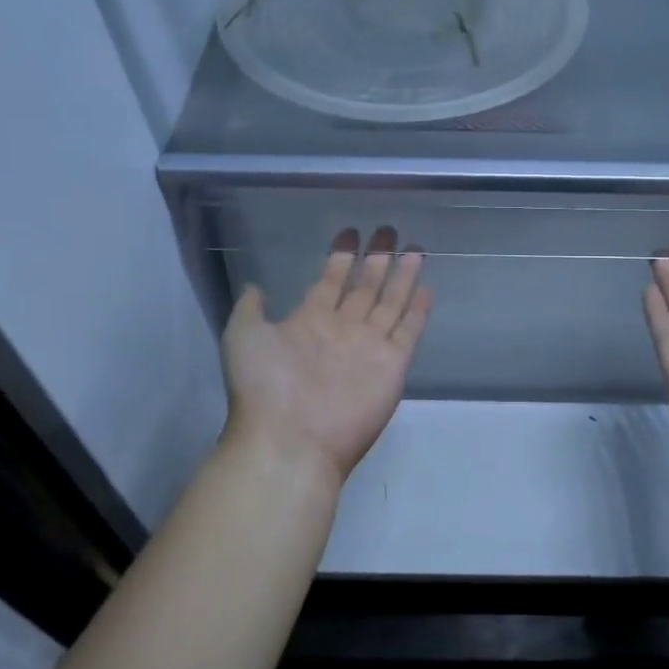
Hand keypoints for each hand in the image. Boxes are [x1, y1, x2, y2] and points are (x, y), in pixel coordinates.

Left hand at [220, 227, 432, 489]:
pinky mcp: (393, 364)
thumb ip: (252, 309)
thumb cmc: (264, 386)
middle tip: (388, 230)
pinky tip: (425, 287)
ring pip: (391, 302)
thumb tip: (257, 286)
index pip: (331, 281)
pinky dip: (418, 310)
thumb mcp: (243, 336)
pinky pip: (409, 330)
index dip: (340, 257)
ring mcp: (370, 346)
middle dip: (376, 258)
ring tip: (414, 248)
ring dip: (402, 275)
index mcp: (310, 321)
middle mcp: (343, 329)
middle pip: (365, 286)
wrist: (291, 439)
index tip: (350, 232)